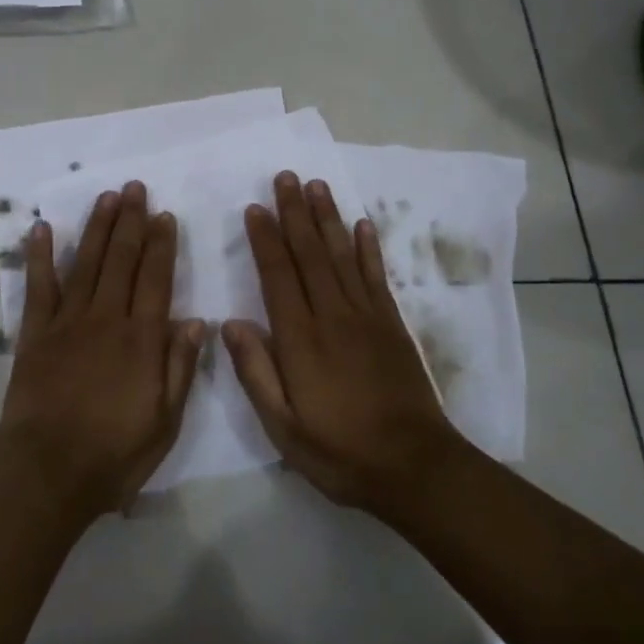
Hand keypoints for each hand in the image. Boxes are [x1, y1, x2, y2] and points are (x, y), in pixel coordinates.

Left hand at [0, 181, 204, 517]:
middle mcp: (106, 319)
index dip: (162, 245)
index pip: (156, 279)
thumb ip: (180, 368)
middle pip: (122, 260)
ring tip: (107, 197)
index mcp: (142, 339)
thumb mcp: (165, 422)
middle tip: (136, 189)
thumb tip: (196, 321)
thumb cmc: (114, 453)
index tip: (165, 215)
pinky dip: (41, 256)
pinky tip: (44, 228)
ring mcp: (67, 323)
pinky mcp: (35, 334)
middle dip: (131, 222)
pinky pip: (39, 287)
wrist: (46, 472)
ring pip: (87, 264)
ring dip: (98, 228)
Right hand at [225, 171, 461, 515]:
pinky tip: (361, 224)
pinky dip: (367, 248)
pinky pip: (375, 276)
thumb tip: (229, 322)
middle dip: (295, 213)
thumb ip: (255, 372)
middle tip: (285, 177)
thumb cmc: (339, 451)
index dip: (265, 240)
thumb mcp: (283, 427)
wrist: (413, 466)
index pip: (277, 276)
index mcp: (301, 339)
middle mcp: (333, 316)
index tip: (254, 208)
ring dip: (328, 218)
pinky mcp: (392, 324)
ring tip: (317, 185)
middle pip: (310, 254)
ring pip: (342, 255)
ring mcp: (367, 316)